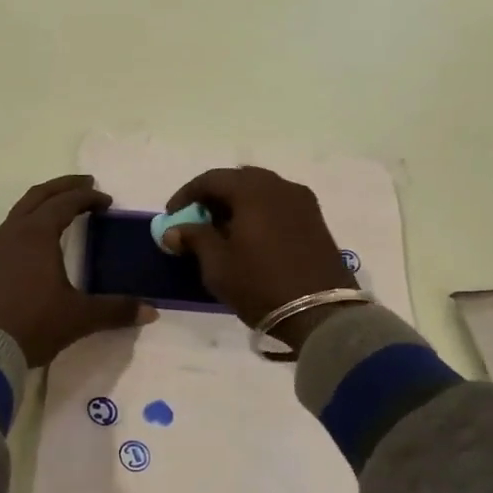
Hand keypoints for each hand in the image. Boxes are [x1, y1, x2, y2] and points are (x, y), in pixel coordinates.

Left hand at [0, 175, 151, 365]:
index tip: (106, 200)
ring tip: (58, 214)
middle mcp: (11, 233)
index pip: (65, 202)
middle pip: (37, 196)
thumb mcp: (80, 317)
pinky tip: (30, 250)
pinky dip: (22, 230)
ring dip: (40, 207)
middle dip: (62, 186)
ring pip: (17, 215)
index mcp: (37, 235)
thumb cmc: (33, 324)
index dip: (88, 197)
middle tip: (85, 184)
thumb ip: (116, 310)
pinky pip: (3, 237)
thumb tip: (151, 312)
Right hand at [164, 167, 358, 349]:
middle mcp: (280, 186)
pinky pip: (278, 205)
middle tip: (196, 220)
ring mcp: (303, 202)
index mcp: (253, 190)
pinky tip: (248, 237)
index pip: (211, 179)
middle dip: (213, 197)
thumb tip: (174, 229)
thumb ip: (194, 238)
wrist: (321, 313)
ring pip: (261, 191)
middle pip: (238, 180)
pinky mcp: (315, 220)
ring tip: (221, 231)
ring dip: (237, 204)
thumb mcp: (217, 265)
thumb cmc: (260, 285)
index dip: (186, 195)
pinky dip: (258, 213)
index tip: (171, 216)